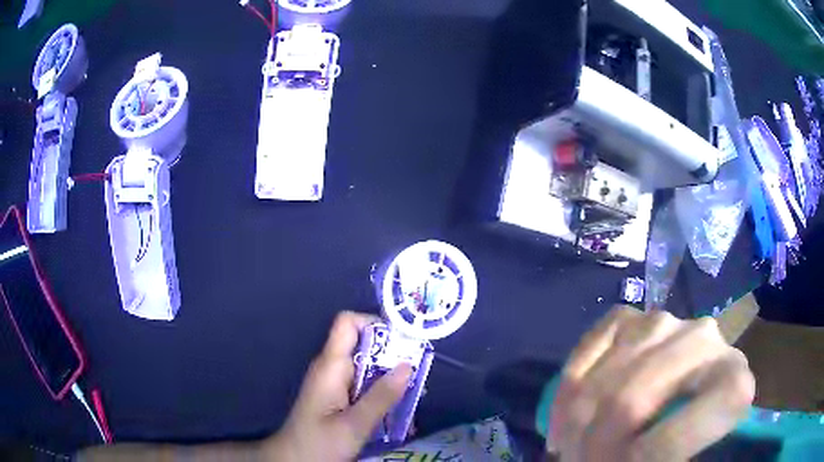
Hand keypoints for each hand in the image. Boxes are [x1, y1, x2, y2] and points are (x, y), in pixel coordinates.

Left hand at [267, 311, 412, 460]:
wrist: (295, 460)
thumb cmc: (319, 443)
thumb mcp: (354, 424)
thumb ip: (381, 396)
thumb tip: (408, 364)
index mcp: (331, 366)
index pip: (348, 323)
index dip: (375, 324)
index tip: (404, 342)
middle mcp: (332, 368)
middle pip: (364, 345)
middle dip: (393, 356)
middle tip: (418, 375)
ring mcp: (334, 383)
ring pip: (367, 367)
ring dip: (390, 378)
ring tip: (414, 395)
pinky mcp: (338, 397)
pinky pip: (363, 384)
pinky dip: (381, 392)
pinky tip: (397, 409)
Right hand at [548, 307, 754, 461]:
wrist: (692, 394)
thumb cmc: (690, 434)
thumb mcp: (680, 457)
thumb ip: (663, 457)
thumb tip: (617, 459)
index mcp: (732, 386)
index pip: (670, 440)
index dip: (634, 461)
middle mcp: (705, 341)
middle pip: (629, 404)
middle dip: (592, 444)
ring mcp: (666, 322)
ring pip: (606, 378)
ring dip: (575, 422)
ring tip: (572, 446)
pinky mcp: (633, 316)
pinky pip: (589, 348)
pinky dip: (569, 388)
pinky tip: (567, 414)